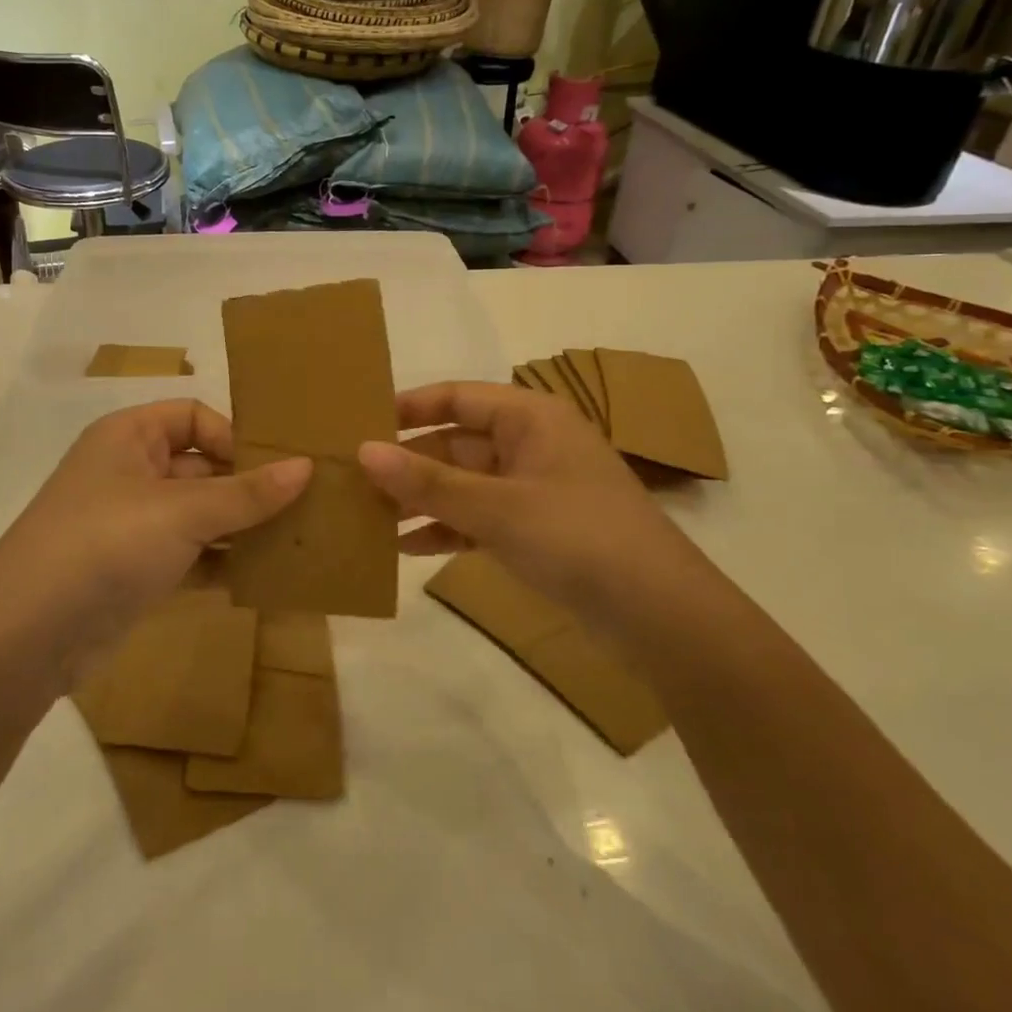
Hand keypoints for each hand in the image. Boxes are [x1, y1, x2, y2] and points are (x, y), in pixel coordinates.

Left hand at [0, 400, 310, 676]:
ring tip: (296, 541)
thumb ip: (246, 492)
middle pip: (201, 465)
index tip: (277, 468)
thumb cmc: (105, 544)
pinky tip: (263, 577)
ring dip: (241, 527)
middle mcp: (129, 472)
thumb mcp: (182, 511)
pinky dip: (222, 563)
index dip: (234, 436)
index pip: (193, 416)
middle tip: (304, 505)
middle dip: (248, 485)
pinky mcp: (136, 571)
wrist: (26, 637)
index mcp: (129, 437)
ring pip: (199, 514)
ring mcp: (132, 525)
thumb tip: (306, 467)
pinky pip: (190, 555)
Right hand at [356, 382, 699, 628]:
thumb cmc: (578, 537)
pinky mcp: (535, 531)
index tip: (359, 422)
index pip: (457, 397)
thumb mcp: (496, 507)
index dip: (408, 407)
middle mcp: (530, 445)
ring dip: (421, 500)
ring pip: (463, 485)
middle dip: (407, 463)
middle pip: (455, 443)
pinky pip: (478, 519)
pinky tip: (404, 548)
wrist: (660, 615)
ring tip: (366, 515)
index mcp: (530, 418)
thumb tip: (363, 451)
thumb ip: (428, 482)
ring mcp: (533, 490)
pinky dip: (446, 530)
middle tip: (351, 479)